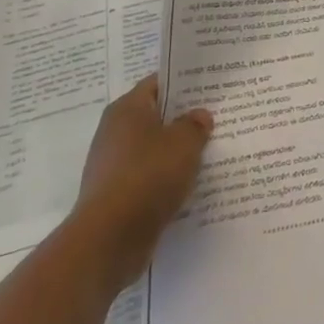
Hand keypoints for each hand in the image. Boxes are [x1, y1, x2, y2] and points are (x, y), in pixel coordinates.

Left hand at [71, 75, 212, 290]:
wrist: (108, 240)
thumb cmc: (148, 176)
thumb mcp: (184, 143)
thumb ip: (195, 125)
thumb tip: (199, 116)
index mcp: (127, 109)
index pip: (158, 83)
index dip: (184, 84)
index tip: (209, 88)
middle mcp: (114, 132)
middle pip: (155, 117)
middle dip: (183, 119)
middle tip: (215, 119)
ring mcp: (112, 165)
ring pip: (152, 150)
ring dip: (175, 152)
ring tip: (208, 153)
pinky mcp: (115, 195)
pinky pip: (147, 177)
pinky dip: (165, 179)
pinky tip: (188, 185)